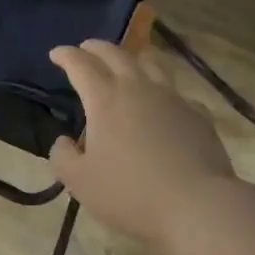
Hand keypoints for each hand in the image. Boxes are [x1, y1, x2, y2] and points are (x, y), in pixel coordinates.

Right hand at [49, 40, 237, 254]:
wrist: (198, 207)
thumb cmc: (131, 193)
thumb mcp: (80, 182)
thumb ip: (63, 157)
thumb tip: (63, 142)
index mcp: (104, 99)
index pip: (80, 64)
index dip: (65, 55)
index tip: (55, 54)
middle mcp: (137, 88)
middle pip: (114, 53)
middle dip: (96, 47)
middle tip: (86, 48)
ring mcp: (172, 98)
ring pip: (151, 63)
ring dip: (134, 57)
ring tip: (129, 61)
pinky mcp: (198, 115)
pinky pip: (179, 93)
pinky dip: (166, 92)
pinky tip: (166, 104)